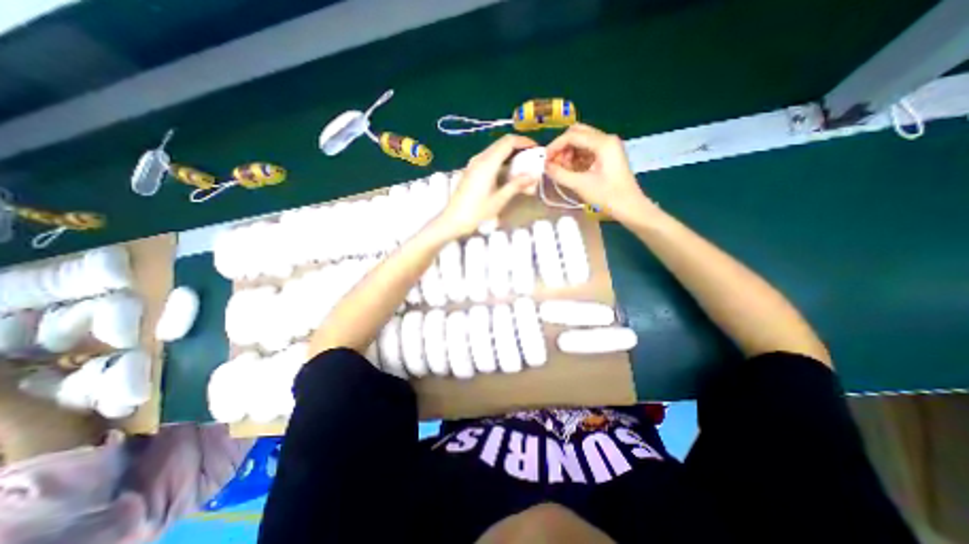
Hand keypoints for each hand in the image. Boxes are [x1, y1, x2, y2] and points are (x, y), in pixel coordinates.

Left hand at [436, 135, 540, 237]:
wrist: (453, 220)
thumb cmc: (476, 212)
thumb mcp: (499, 200)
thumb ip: (516, 185)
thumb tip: (533, 175)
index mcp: (487, 163)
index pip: (509, 142)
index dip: (524, 142)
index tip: (536, 149)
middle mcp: (480, 158)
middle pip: (502, 144)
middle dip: (519, 148)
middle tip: (532, 158)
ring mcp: (473, 164)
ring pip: (495, 151)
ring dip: (510, 155)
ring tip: (523, 167)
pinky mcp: (471, 170)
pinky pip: (489, 159)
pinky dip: (501, 161)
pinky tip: (508, 173)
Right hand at [543, 123, 658, 223]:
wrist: (630, 208)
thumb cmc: (607, 196)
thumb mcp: (580, 185)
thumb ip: (560, 174)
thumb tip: (545, 166)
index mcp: (603, 143)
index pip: (572, 136)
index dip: (555, 146)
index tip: (545, 160)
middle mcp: (606, 139)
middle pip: (577, 133)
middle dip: (562, 147)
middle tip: (553, 163)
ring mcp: (608, 147)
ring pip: (581, 141)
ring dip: (568, 152)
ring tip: (560, 169)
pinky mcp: (608, 156)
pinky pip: (587, 150)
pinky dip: (576, 157)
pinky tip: (570, 170)